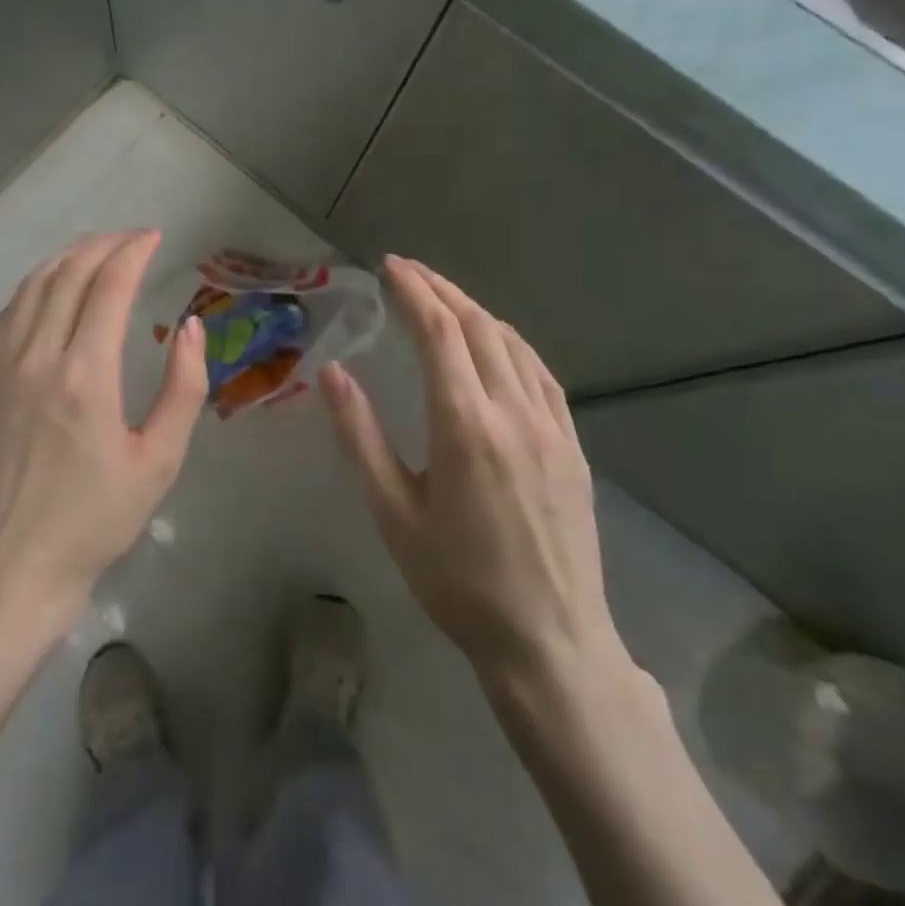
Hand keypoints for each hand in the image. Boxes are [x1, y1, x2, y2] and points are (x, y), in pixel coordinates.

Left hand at [0, 231, 208, 632]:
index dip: (133, 252)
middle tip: (132, 239)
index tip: (155, 237)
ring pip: (32, 287)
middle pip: (68, 275)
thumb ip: (183, 388)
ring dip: (67, 258)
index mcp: (85, 376)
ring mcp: (1, 368)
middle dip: (103, 245)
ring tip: (96, 251)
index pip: (109, 287)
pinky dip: (34, 286)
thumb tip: (190, 327)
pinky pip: (7, 314)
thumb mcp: (159, 461)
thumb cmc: (96, 520)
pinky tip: (50, 287)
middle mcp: (38, 358)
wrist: (13, 566)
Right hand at [320, 256, 630, 709]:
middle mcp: (513, 411)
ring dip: (475, 311)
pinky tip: (497, 343)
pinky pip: (541, 374)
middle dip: (441, 290)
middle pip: (477, 326)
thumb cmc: (457, 580)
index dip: (414, 291)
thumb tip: (333, 373)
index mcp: (464, 423)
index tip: (391, 265)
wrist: (549, 640)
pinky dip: (511, 343)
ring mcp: (551, 426)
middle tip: (409, 270)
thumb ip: (359, 436)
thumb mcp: (392, 512)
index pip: (439, 332)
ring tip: (443, 298)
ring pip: (513, 344)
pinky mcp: (571, 445)